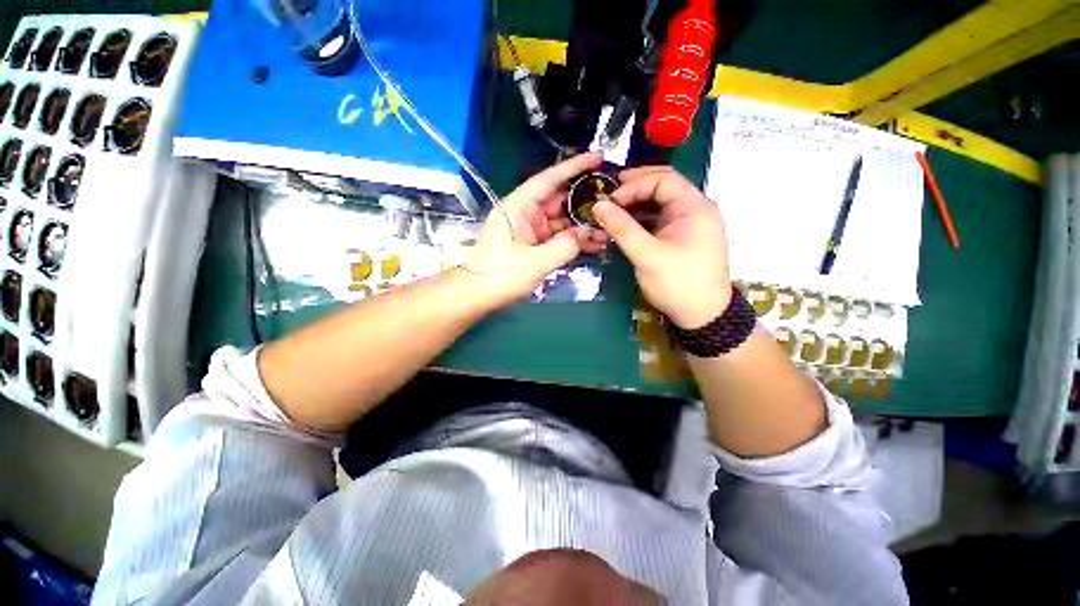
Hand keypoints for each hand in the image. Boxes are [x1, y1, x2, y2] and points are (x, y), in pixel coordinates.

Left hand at [466, 152, 608, 305]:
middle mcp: (526, 213)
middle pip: (560, 201)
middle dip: (585, 203)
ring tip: (608, 231)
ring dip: (583, 226)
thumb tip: (588, 235)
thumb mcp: (535, 262)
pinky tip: (594, 245)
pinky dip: (574, 241)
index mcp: (519, 207)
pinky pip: (558, 238)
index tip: (598, 159)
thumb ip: (565, 247)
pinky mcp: (534, 245)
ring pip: (562, 221)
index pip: (549, 179)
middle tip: (613, 204)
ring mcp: (531, 230)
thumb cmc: (499, 274)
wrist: (477, 295)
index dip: (574, 167)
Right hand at [592, 166, 730, 328]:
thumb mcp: (647, 255)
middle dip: (633, 190)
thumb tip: (598, 206)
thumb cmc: (678, 283)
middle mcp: (694, 209)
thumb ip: (622, 228)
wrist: (702, 315)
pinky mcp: (681, 238)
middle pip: (662, 187)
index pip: (663, 179)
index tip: (609, 201)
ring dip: (634, 206)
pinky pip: (658, 221)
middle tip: (608, 197)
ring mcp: (688, 224)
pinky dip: (640, 221)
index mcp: (694, 207)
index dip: (633, 185)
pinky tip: (623, 228)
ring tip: (611, 214)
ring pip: (659, 204)